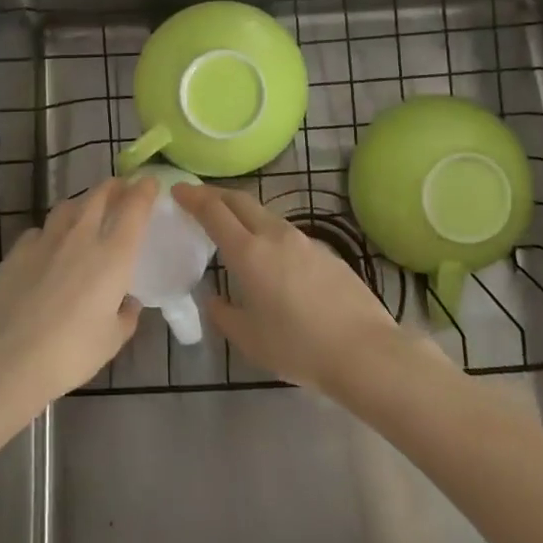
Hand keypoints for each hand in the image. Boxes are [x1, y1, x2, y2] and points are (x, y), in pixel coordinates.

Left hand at [0, 178, 157, 406]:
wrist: (9, 358)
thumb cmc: (71, 353)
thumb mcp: (111, 340)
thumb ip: (126, 315)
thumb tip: (128, 302)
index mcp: (113, 255)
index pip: (134, 208)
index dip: (143, 190)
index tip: (149, 183)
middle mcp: (81, 237)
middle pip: (99, 195)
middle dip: (114, 187)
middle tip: (121, 189)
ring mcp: (46, 240)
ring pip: (68, 206)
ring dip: (82, 203)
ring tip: (86, 211)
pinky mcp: (18, 250)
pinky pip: (40, 230)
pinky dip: (51, 231)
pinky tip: (49, 246)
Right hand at [172, 184, 412, 395]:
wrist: (365, 352)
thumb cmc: (299, 347)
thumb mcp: (250, 340)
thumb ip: (225, 315)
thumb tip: (215, 300)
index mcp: (249, 253)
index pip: (214, 211)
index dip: (193, 197)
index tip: (177, 190)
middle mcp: (275, 236)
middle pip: (241, 200)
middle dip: (216, 194)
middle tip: (198, 199)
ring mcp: (304, 241)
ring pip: (266, 215)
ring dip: (243, 213)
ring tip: (233, 229)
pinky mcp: (326, 252)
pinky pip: (287, 234)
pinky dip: (268, 234)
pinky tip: (272, 259)